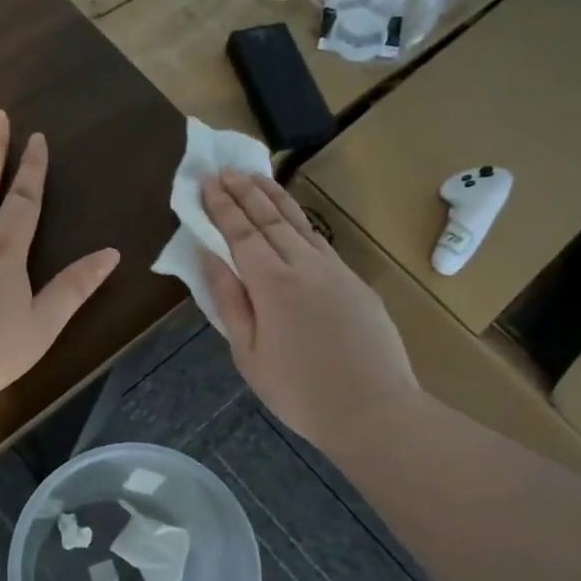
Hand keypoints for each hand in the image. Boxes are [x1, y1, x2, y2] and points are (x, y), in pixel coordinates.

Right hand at [199, 170, 417, 451]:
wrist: (374, 410)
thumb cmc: (300, 392)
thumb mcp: (249, 354)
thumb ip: (230, 302)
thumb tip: (209, 258)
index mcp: (272, 285)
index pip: (241, 234)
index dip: (222, 207)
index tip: (207, 182)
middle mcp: (304, 266)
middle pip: (270, 220)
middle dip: (245, 192)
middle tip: (226, 170)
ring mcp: (335, 271)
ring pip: (300, 223)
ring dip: (274, 198)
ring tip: (256, 177)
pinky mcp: (356, 282)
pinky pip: (320, 241)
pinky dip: (300, 221)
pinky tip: (292, 219)